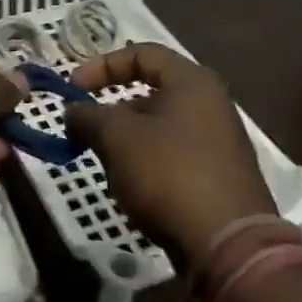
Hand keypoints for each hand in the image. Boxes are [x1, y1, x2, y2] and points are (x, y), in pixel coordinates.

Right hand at [65, 43, 274, 266]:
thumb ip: (88, 116)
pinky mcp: (217, 179)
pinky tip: (130, 189)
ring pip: (157, 130)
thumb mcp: (117, 137)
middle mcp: (211, 106)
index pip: (141, 54)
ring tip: (105, 166)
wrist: (229, 247)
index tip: (73, 89)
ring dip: (125, 142)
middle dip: (110, 112)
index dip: (102, 65)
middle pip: (149, 93)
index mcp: (193, 82)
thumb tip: (73, 111)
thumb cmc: (169, 173)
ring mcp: (218, 144)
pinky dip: (145, 165)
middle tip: (85, 132)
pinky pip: (171, 158)